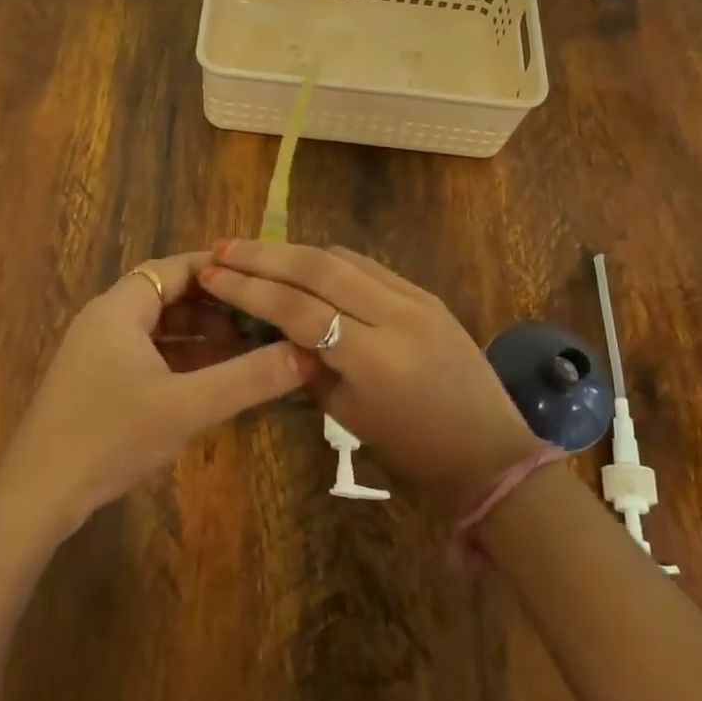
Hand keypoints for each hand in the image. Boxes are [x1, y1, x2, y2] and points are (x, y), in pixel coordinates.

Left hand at [0, 252, 317, 531]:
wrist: (37, 496)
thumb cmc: (110, 437)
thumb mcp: (186, 407)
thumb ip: (247, 379)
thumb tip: (306, 355)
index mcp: (119, 309)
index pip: (175, 268)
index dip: (220, 270)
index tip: (263, 280)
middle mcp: (105, 320)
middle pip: (168, 297)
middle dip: (216, 307)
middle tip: (262, 321)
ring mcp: (97, 353)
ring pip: (158, 330)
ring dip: (199, 337)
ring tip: (246, 351)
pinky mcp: (96, 383)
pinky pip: (147, 356)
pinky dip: (179, 361)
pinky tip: (210, 382)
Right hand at [200, 240, 538, 514]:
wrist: (490, 452)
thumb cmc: (412, 452)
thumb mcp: (347, 415)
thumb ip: (308, 365)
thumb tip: (275, 327)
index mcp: (372, 358)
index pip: (297, 308)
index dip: (248, 289)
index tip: (212, 275)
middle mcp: (395, 315)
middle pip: (317, 268)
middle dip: (264, 254)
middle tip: (223, 247)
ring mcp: (416, 298)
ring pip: (342, 258)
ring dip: (294, 251)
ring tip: (254, 251)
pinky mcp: (427, 293)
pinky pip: (368, 266)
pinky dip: (329, 261)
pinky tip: (304, 264)